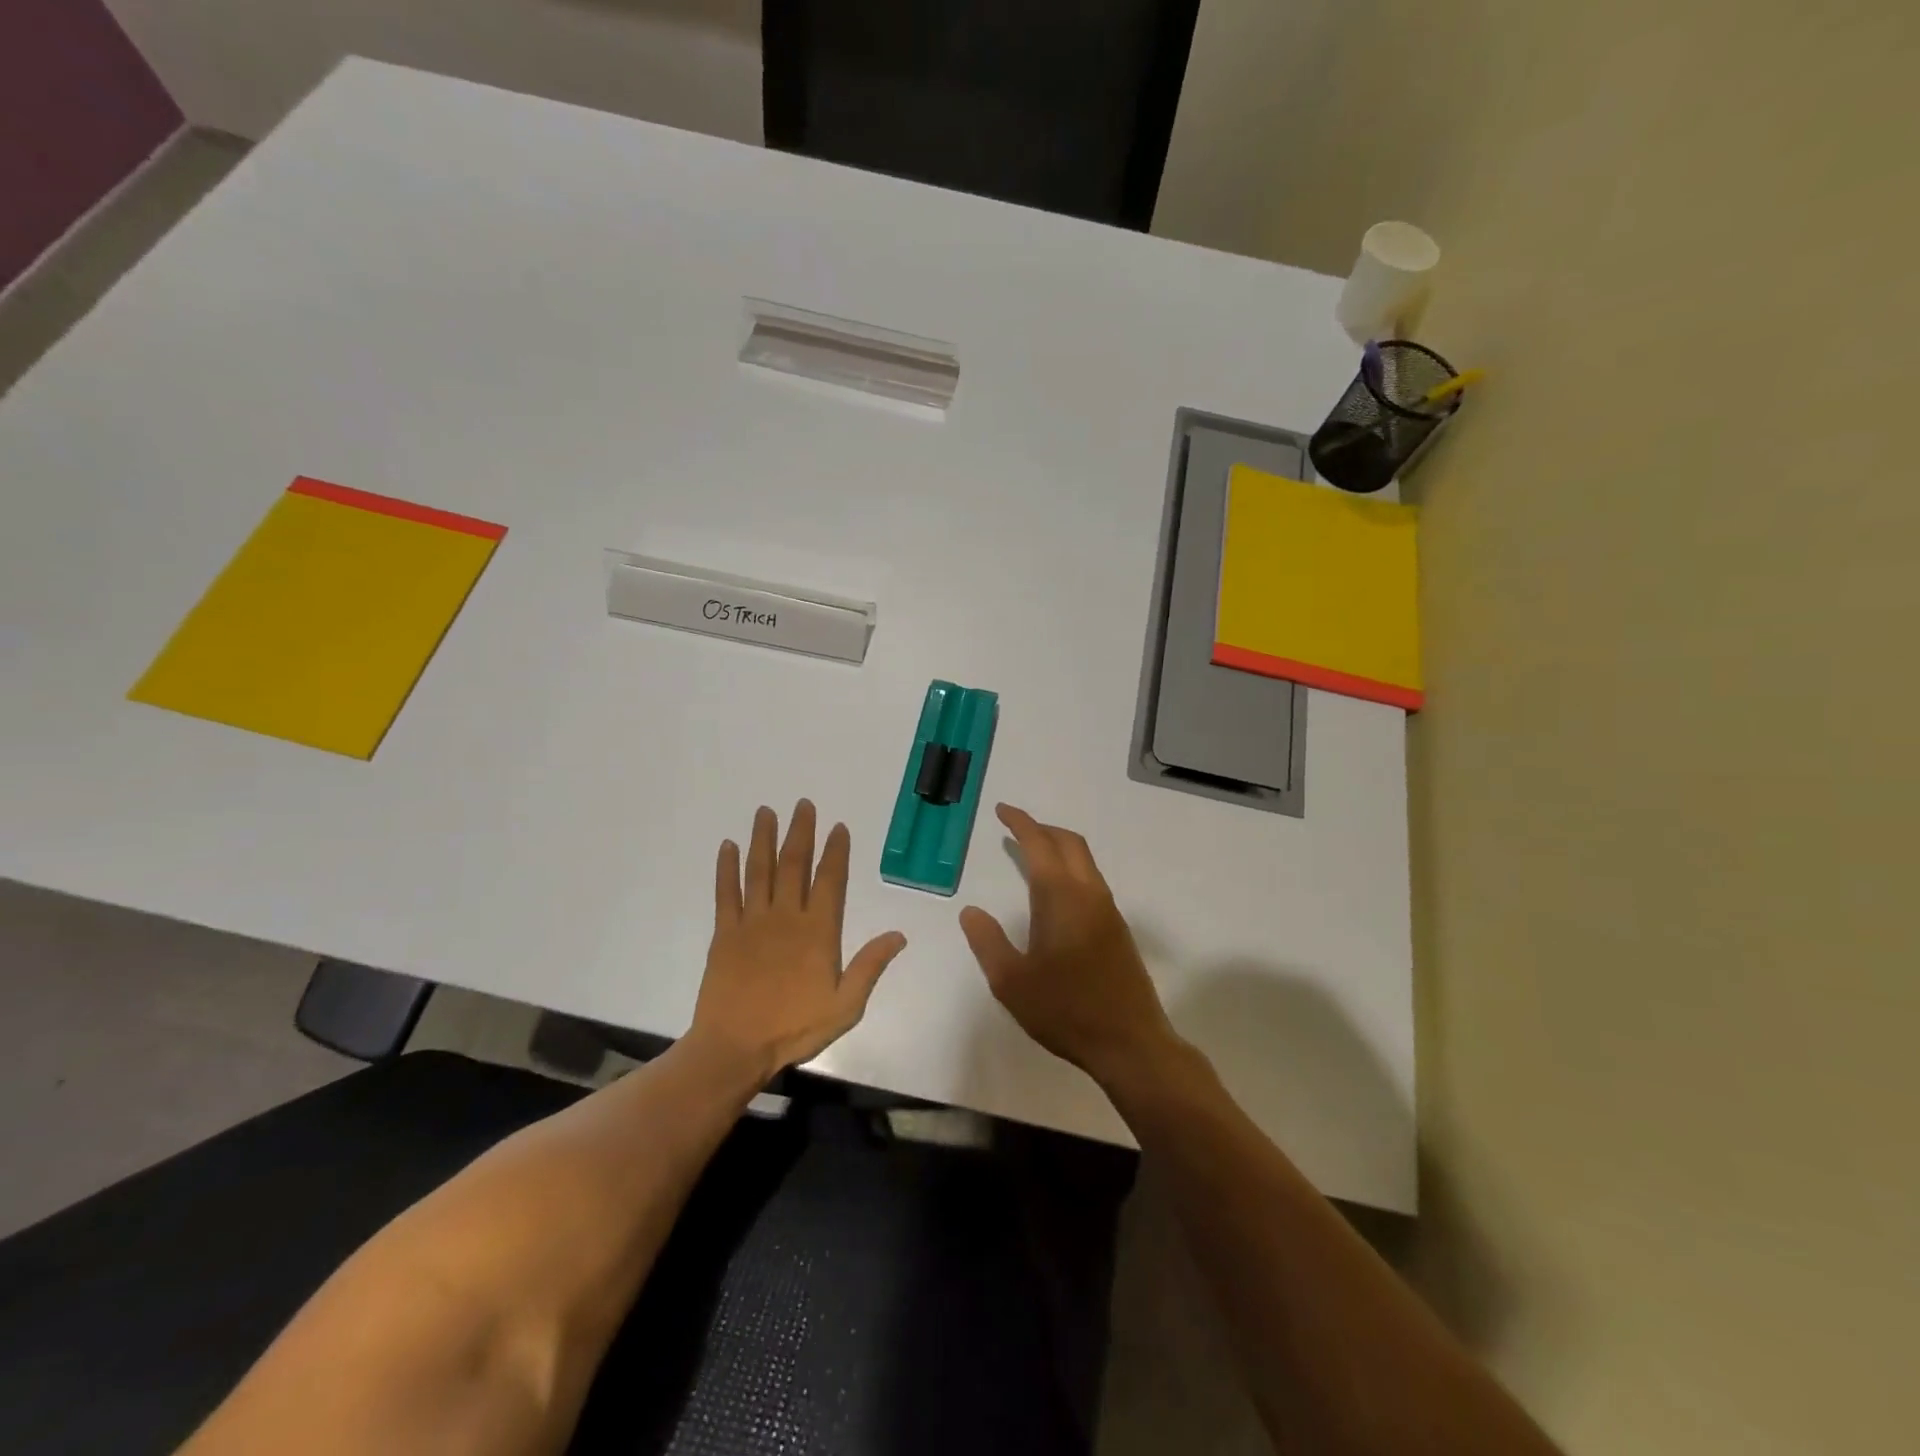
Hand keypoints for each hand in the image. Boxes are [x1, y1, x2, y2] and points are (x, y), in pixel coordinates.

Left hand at [690, 800, 907, 1082]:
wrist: (734, 1048)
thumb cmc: (794, 1028)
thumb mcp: (845, 1006)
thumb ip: (870, 966)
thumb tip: (899, 934)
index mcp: (818, 931)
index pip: (830, 881)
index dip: (835, 852)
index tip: (838, 827)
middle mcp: (786, 917)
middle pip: (794, 865)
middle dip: (800, 832)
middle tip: (803, 804)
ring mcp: (752, 922)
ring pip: (760, 870)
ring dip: (764, 839)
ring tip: (766, 811)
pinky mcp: (724, 933)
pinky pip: (726, 893)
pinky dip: (727, 868)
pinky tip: (728, 847)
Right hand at [959, 804, 1178, 1086]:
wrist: (1130, 1042)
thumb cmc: (1065, 1010)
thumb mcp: (1011, 982)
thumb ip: (988, 942)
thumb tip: (971, 911)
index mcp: (1060, 898)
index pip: (1039, 845)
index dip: (1020, 823)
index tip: (1003, 811)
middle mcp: (1088, 894)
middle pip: (1069, 843)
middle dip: (1042, 829)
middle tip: (1016, 828)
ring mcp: (1108, 910)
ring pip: (1085, 861)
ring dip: (1059, 848)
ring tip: (1032, 856)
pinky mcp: (1118, 929)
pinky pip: (1092, 880)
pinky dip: (1071, 869)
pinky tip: (1057, 894)